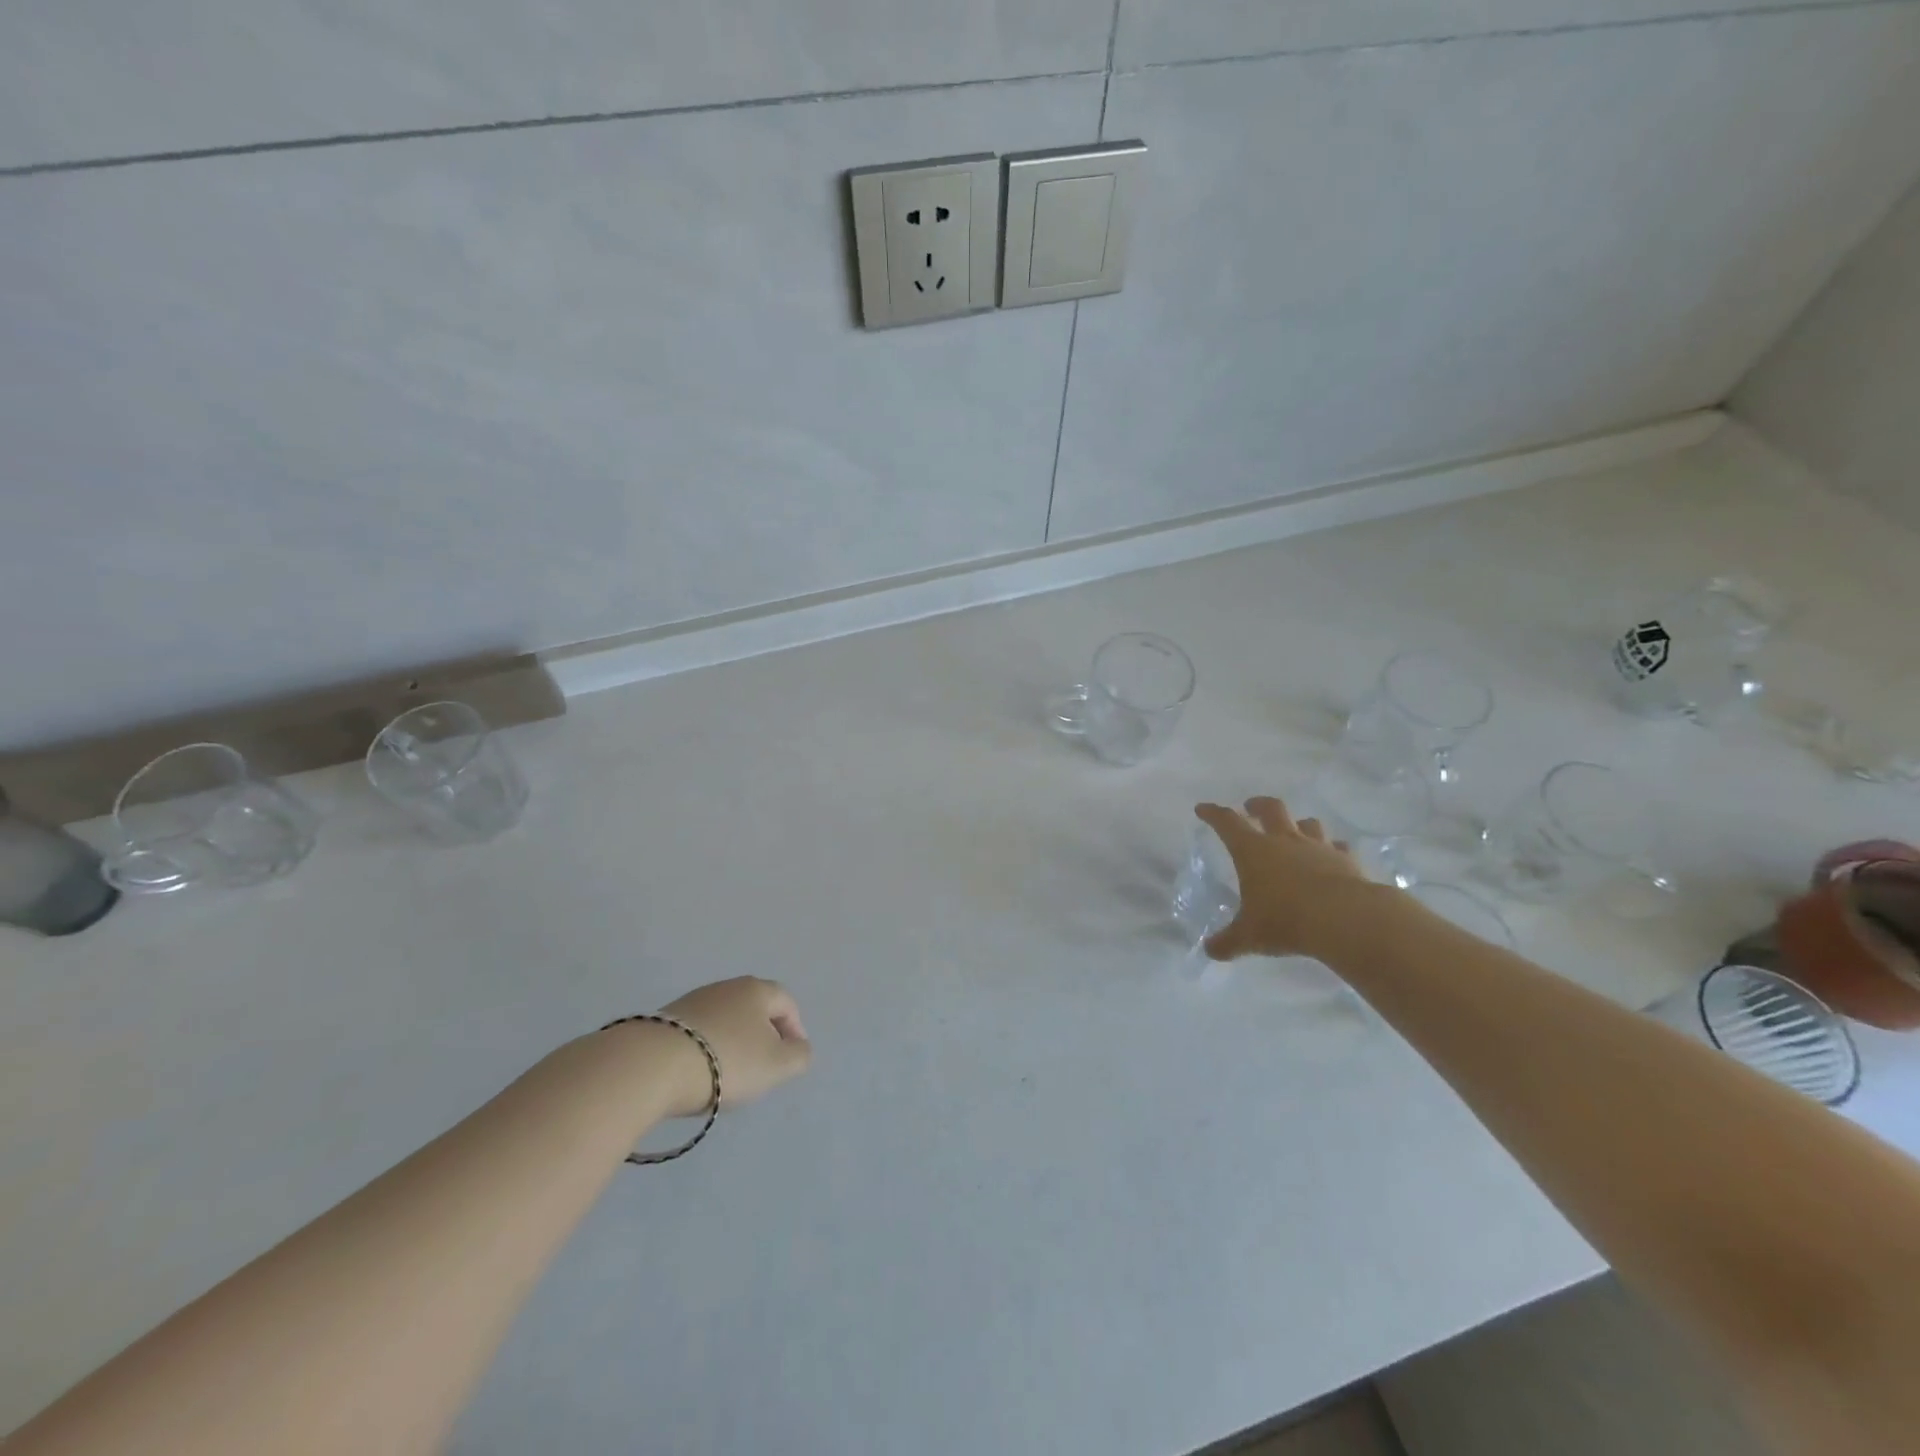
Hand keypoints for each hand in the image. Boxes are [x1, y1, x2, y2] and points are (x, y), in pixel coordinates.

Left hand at [654, 977, 811, 1117]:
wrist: (652, 1065)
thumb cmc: (727, 1061)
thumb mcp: (777, 1065)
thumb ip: (799, 1056)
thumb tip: (799, 1047)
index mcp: (757, 990)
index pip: (787, 1003)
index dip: (795, 1030)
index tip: (791, 1059)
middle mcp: (727, 986)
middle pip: (755, 1008)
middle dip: (763, 1035)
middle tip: (763, 1066)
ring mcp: (693, 1000)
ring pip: (725, 1019)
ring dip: (733, 1041)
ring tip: (729, 1074)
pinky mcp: (665, 1020)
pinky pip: (699, 1032)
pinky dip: (706, 1048)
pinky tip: (699, 1072)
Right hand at [1195, 796, 1373, 960]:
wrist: (1346, 919)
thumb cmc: (1286, 920)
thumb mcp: (1249, 936)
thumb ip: (1228, 942)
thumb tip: (1209, 950)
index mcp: (1253, 851)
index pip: (1227, 823)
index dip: (1213, 814)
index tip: (1203, 809)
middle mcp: (1284, 841)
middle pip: (1270, 809)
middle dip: (1257, 805)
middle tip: (1250, 807)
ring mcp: (1318, 848)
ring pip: (1307, 824)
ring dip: (1297, 824)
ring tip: (1294, 831)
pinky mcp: (1346, 861)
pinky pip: (1337, 847)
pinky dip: (1331, 849)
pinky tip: (1331, 857)